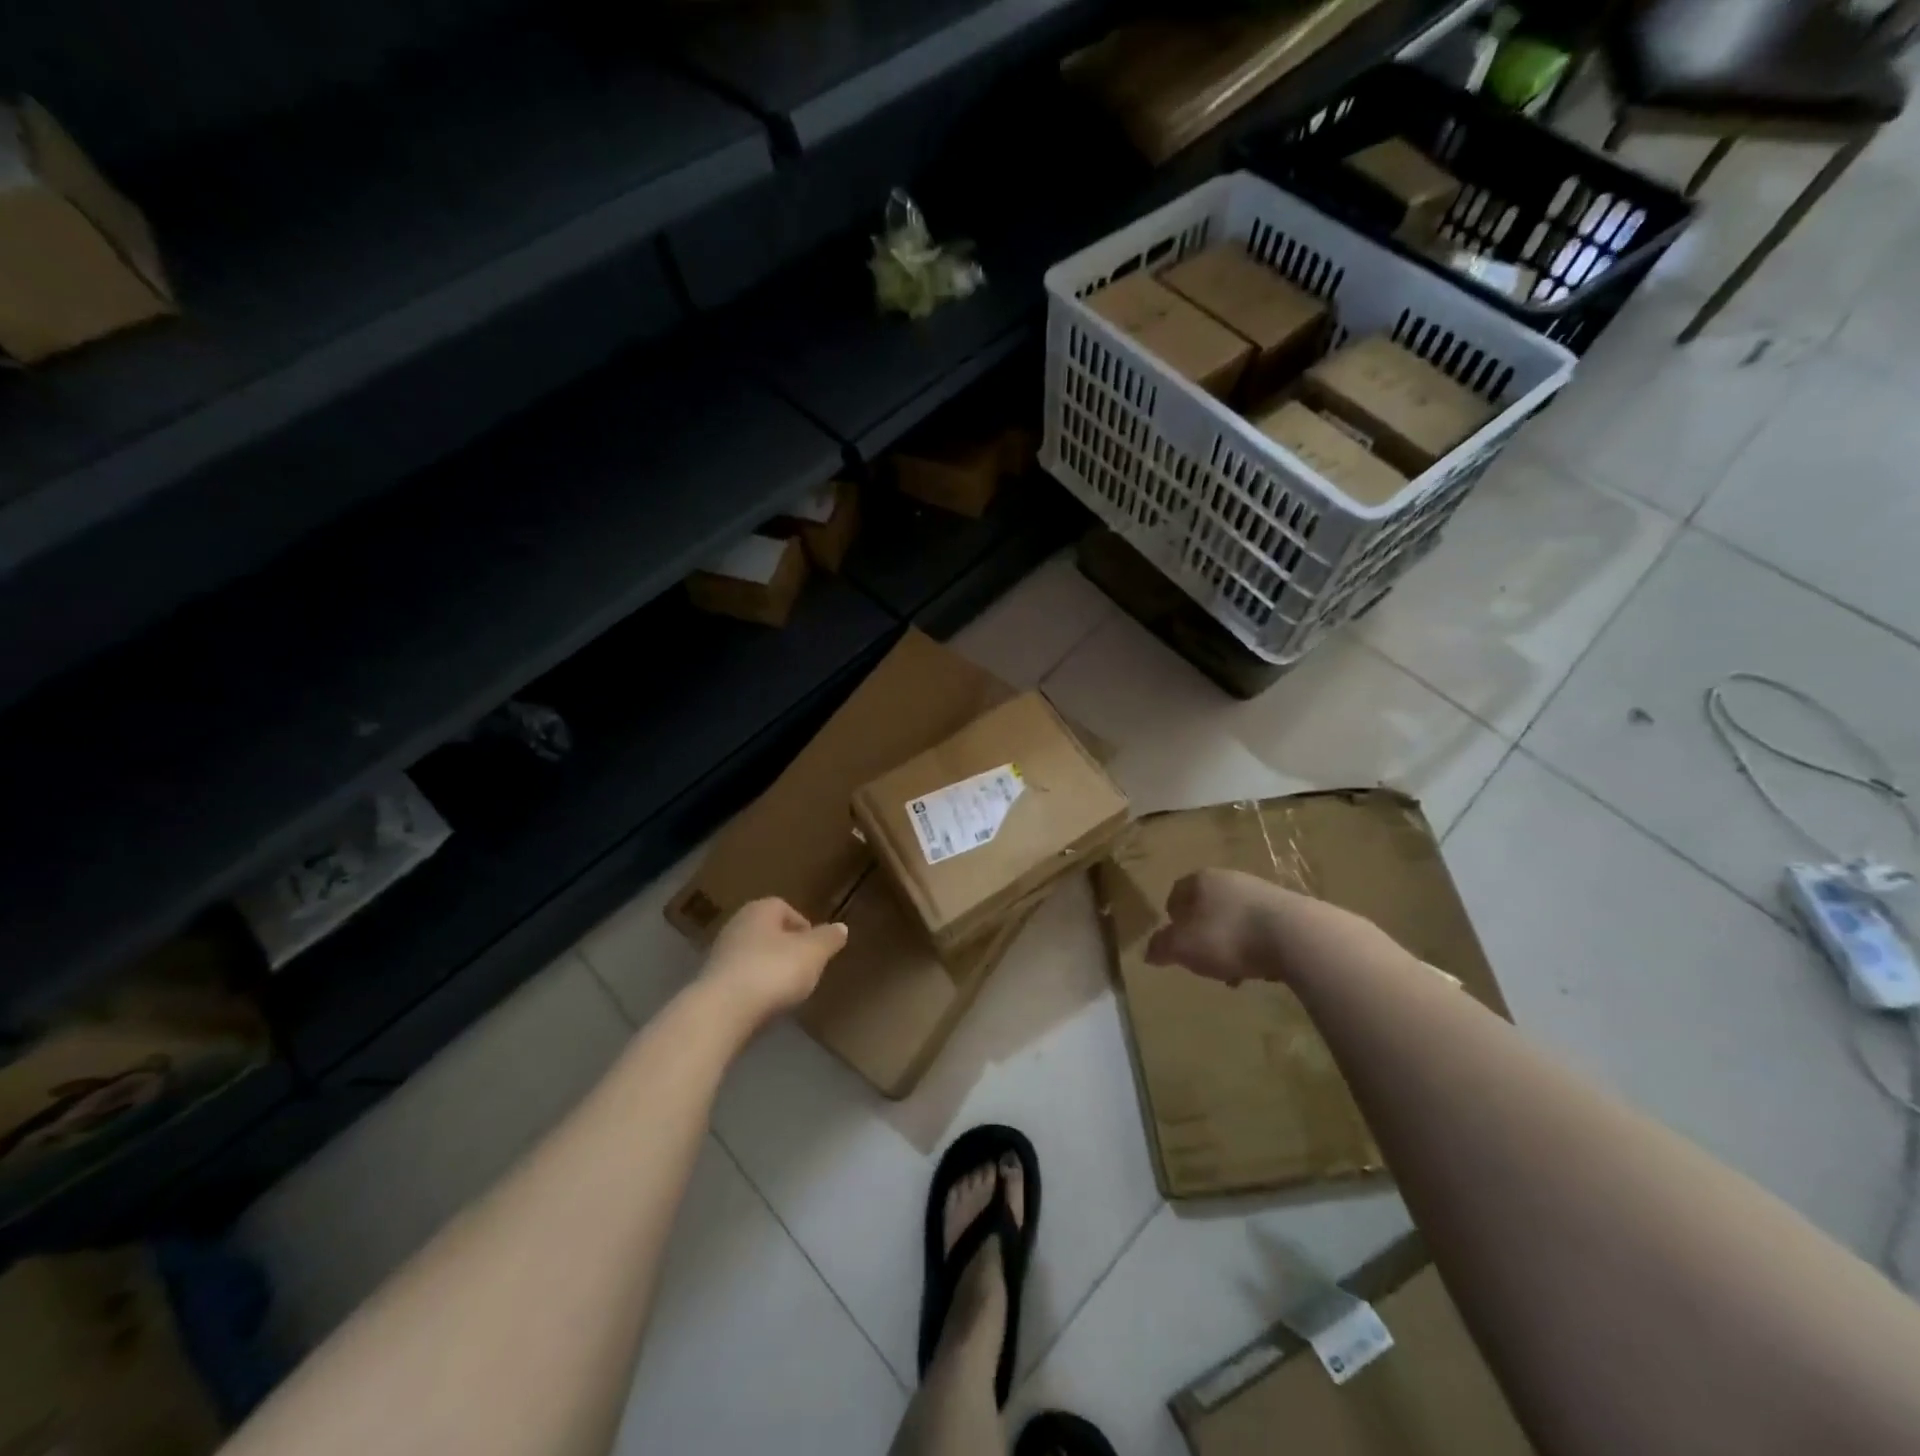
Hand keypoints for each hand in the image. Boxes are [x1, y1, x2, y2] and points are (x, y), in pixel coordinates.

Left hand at [700, 898, 847, 1030]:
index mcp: (761, 909)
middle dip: (787, 949)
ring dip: (770, 970)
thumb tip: (841, 927)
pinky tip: (764, 1006)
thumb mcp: (814, 953)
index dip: (805, 928)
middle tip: (804, 970)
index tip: (817, 950)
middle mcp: (737, 925)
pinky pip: (741, 980)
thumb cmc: (773, 970)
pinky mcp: (711, 983)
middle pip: (769, 933)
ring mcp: (720, 954)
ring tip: (786, 991)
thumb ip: (829, 939)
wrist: (722, 1011)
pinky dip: (754, 989)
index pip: (786, 908)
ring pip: (754, 956)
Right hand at [1145, 869, 1370, 987]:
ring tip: (1231, 972)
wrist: (1297, 938)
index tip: (1173, 939)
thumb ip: (1162, 948)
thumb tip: (1149, 952)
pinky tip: (1258, 970)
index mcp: (1202, 880)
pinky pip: (1261, 930)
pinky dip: (1254, 947)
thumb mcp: (1183, 947)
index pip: (1177, 891)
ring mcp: (1263, 893)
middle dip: (1201, 932)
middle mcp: (1231, 879)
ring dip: (1229, 942)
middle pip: (1207, 904)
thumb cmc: (1229, 936)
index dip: (1171, 915)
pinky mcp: (1290, 912)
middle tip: (1200, 958)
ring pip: (1234, 918)